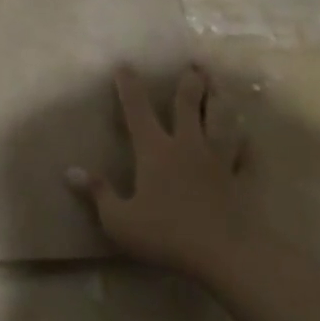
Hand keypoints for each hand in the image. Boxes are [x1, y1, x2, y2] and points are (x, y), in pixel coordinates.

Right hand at [67, 65, 247, 286]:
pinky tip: (248, 138)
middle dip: (190, 82)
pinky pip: (245, 156)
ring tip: (221, 87)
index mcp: (155, 148)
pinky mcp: (240, 180)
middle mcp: (187, 144)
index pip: (137, 108)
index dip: (129, 85)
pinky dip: (246, 144)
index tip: (124, 65)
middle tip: (194, 65)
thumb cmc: (167, 234)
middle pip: (189, 103)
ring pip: (221, 121)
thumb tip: (70, 172)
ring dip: (220, 102)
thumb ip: (98, 194)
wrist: (225, 254)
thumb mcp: (120, 221)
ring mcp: (217, 160)